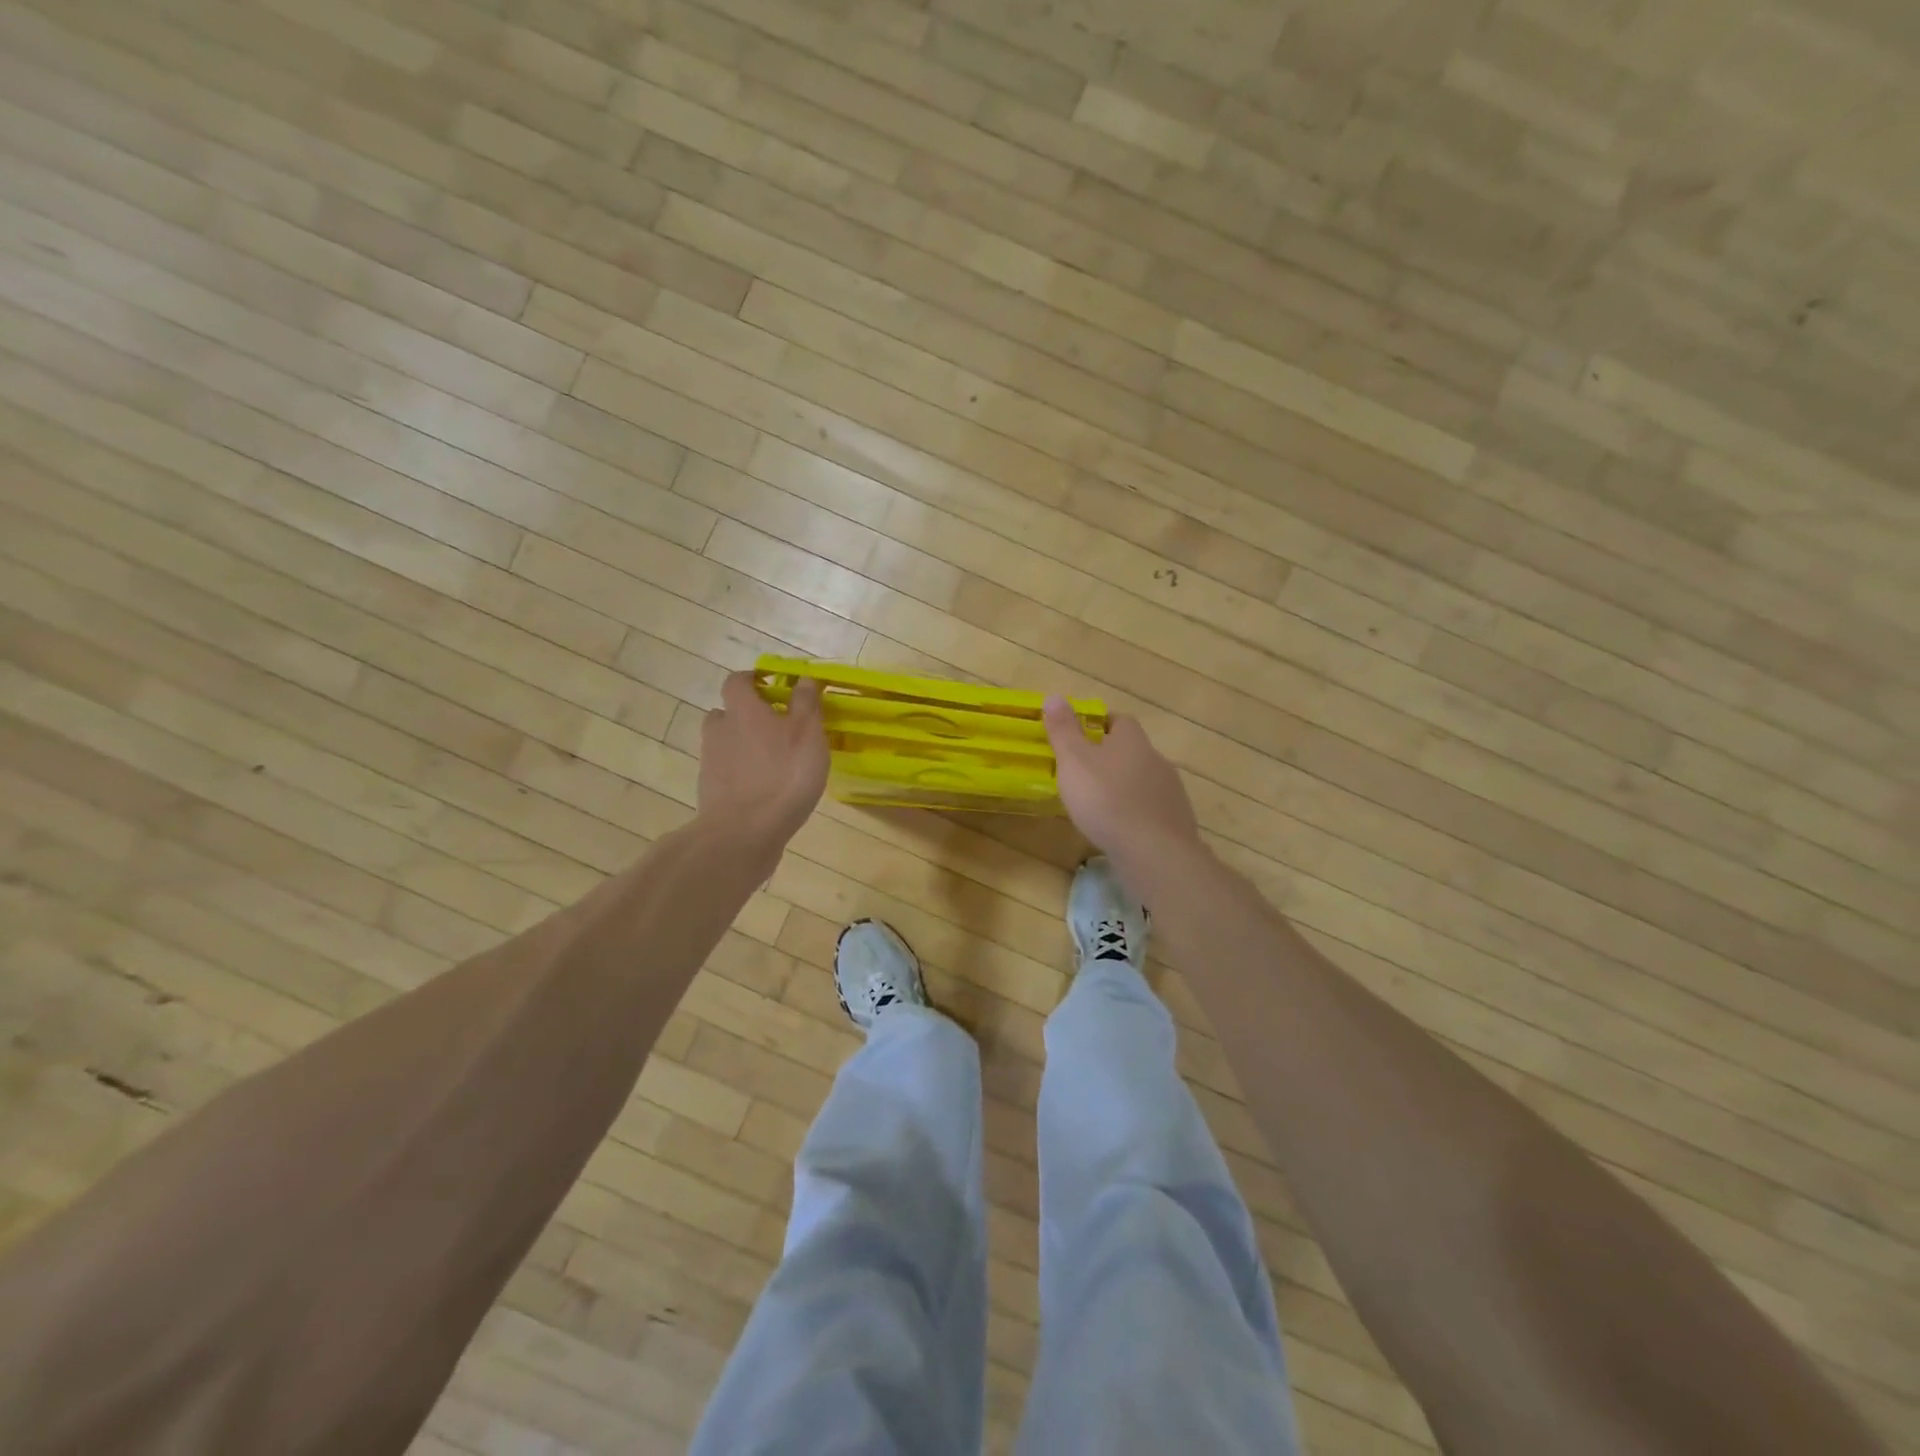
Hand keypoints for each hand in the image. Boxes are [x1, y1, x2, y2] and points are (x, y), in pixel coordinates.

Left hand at [698, 672, 828, 854]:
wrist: (744, 833)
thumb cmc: (783, 775)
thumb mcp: (807, 734)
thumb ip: (806, 703)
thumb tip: (803, 677)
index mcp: (742, 710)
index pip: (737, 681)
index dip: (753, 680)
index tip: (773, 685)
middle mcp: (720, 730)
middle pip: (726, 713)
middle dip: (747, 715)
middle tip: (775, 726)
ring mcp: (711, 763)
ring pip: (725, 743)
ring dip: (743, 745)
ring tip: (772, 760)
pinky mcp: (711, 792)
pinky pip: (726, 772)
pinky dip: (741, 774)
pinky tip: (764, 789)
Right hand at [1043, 698, 1204, 881]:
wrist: (1153, 851)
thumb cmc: (1105, 799)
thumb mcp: (1073, 761)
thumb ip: (1063, 730)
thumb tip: (1055, 696)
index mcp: (1132, 741)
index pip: (1120, 721)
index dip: (1101, 725)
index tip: (1082, 737)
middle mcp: (1157, 760)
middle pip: (1134, 751)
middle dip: (1112, 759)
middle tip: (1085, 774)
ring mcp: (1171, 792)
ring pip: (1144, 781)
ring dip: (1126, 788)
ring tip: (1101, 806)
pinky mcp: (1177, 822)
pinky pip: (1153, 810)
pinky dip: (1137, 814)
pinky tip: (1122, 831)